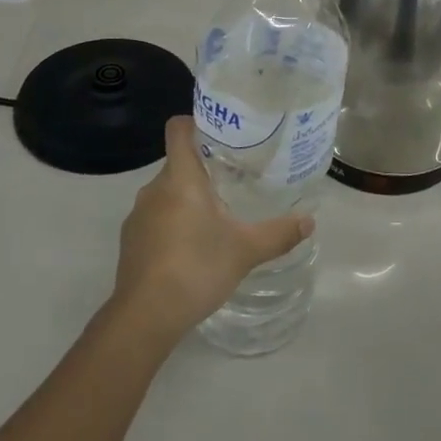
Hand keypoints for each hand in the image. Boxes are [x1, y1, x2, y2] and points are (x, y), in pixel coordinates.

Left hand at [110, 117, 311, 345]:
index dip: (196, 122)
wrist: (144, 318)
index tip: (220, 131)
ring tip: (216, 215)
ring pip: (166, 192)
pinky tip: (191, 247)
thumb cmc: (196, 268)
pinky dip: (172, 223)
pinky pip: (155, 218)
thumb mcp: (245, 250)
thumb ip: (278, 233)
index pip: (178, 128)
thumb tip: (310, 221)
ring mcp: (138, 216)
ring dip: (187, 198)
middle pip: (178, 162)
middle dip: (203, 167)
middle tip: (233, 178)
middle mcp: (154, 188)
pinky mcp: (130, 241)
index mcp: (180, 178)